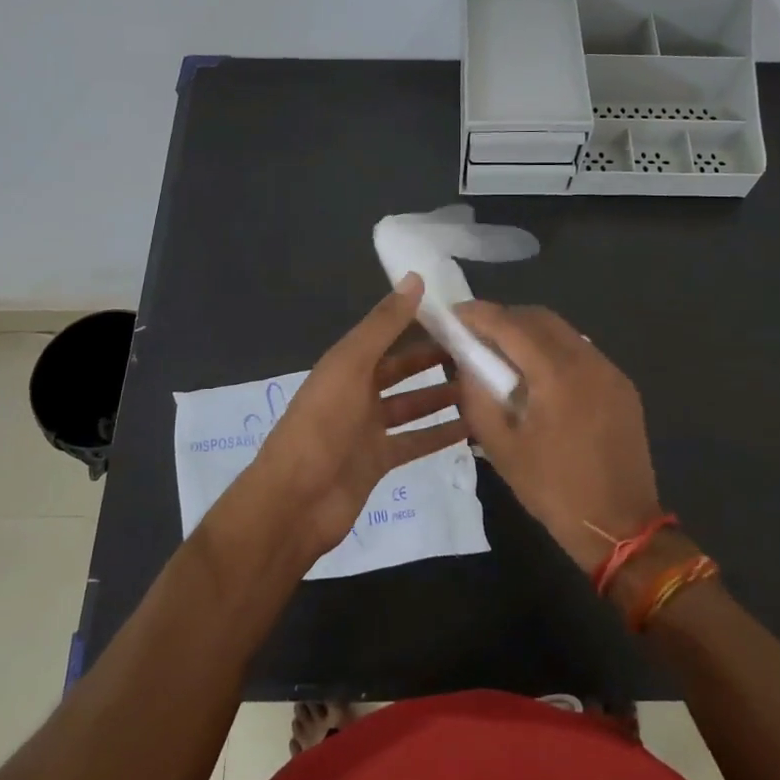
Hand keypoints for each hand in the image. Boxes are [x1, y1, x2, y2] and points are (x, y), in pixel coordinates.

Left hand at [246, 275, 467, 562]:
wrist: (296, 501)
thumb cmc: (322, 425)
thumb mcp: (352, 365)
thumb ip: (384, 324)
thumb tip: (415, 278)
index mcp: (346, 365)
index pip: (387, 335)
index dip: (418, 323)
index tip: (459, 316)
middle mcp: (357, 393)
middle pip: (402, 370)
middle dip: (435, 360)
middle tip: (479, 352)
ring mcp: (368, 430)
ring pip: (412, 406)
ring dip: (442, 396)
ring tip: (483, 386)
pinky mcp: (379, 461)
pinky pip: (415, 442)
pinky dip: (440, 434)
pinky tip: (472, 427)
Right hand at [452, 302, 662, 572]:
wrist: (620, 526)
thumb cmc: (554, 490)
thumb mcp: (501, 447)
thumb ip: (477, 397)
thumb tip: (465, 362)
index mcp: (556, 375)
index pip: (510, 326)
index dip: (478, 314)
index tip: (454, 314)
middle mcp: (587, 360)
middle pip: (539, 318)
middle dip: (504, 318)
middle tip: (475, 334)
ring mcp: (610, 371)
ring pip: (563, 331)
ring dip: (529, 332)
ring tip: (503, 354)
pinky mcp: (622, 385)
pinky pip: (581, 351)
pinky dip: (553, 349)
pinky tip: (538, 374)